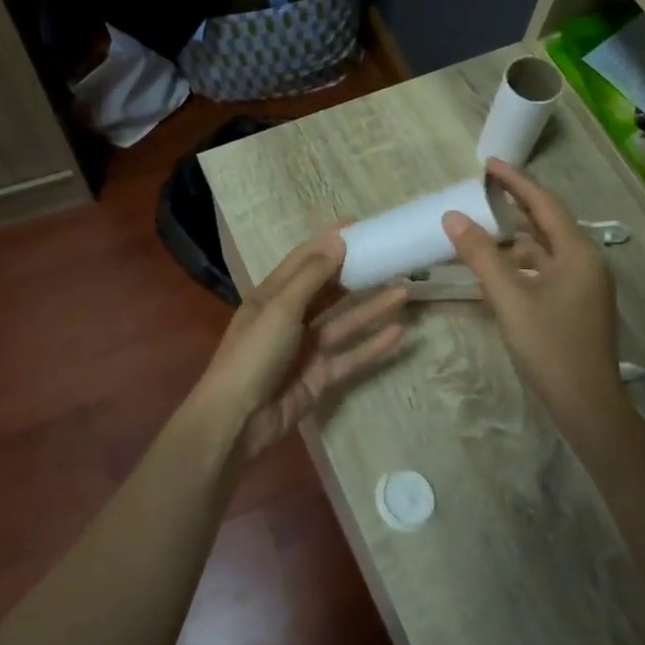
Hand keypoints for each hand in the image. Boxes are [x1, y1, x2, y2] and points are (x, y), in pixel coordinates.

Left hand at [197, 230, 408, 458]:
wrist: (239, 418)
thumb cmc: (254, 353)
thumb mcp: (280, 307)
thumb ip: (312, 276)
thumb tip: (338, 241)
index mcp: (272, 295)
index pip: (304, 260)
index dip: (328, 242)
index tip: (358, 226)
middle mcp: (290, 317)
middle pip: (328, 290)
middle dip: (357, 274)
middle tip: (390, 257)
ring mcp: (307, 348)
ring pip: (346, 321)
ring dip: (373, 307)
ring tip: (405, 289)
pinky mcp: (321, 376)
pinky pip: (351, 355)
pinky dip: (374, 345)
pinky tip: (399, 331)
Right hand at [442, 160, 622, 424]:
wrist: (586, 404)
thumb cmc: (549, 346)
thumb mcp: (509, 298)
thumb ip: (481, 256)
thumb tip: (453, 217)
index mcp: (577, 252)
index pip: (544, 204)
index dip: (515, 182)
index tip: (488, 164)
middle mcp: (585, 262)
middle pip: (547, 224)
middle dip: (515, 206)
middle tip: (482, 189)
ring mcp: (583, 285)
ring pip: (544, 251)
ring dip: (515, 238)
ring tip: (482, 226)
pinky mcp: (576, 305)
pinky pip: (545, 272)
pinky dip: (520, 265)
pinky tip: (497, 269)